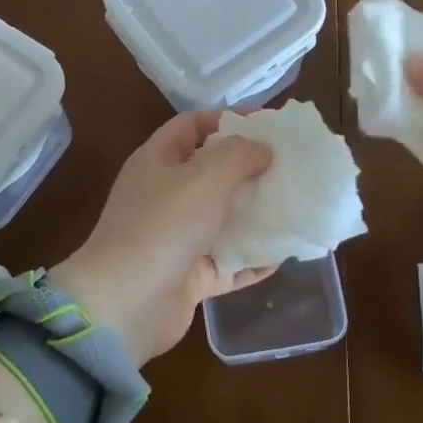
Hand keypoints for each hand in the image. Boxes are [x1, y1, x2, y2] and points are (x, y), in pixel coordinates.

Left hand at [48, 111, 275, 366]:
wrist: (126, 303)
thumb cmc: (163, 225)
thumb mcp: (204, 176)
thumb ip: (238, 155)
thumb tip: (262, 149)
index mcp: (158, 162)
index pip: (192, 126)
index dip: (227, 119)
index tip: (268, 123)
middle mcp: (165, 196)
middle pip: (211, 172)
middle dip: (249, 168)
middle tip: (290, 165)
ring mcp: (176, 238)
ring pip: (222, 219)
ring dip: (256, 214)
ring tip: (295, 206)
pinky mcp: (188, 276)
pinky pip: (228, 262)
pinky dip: (253, 259)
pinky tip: (284, 255)